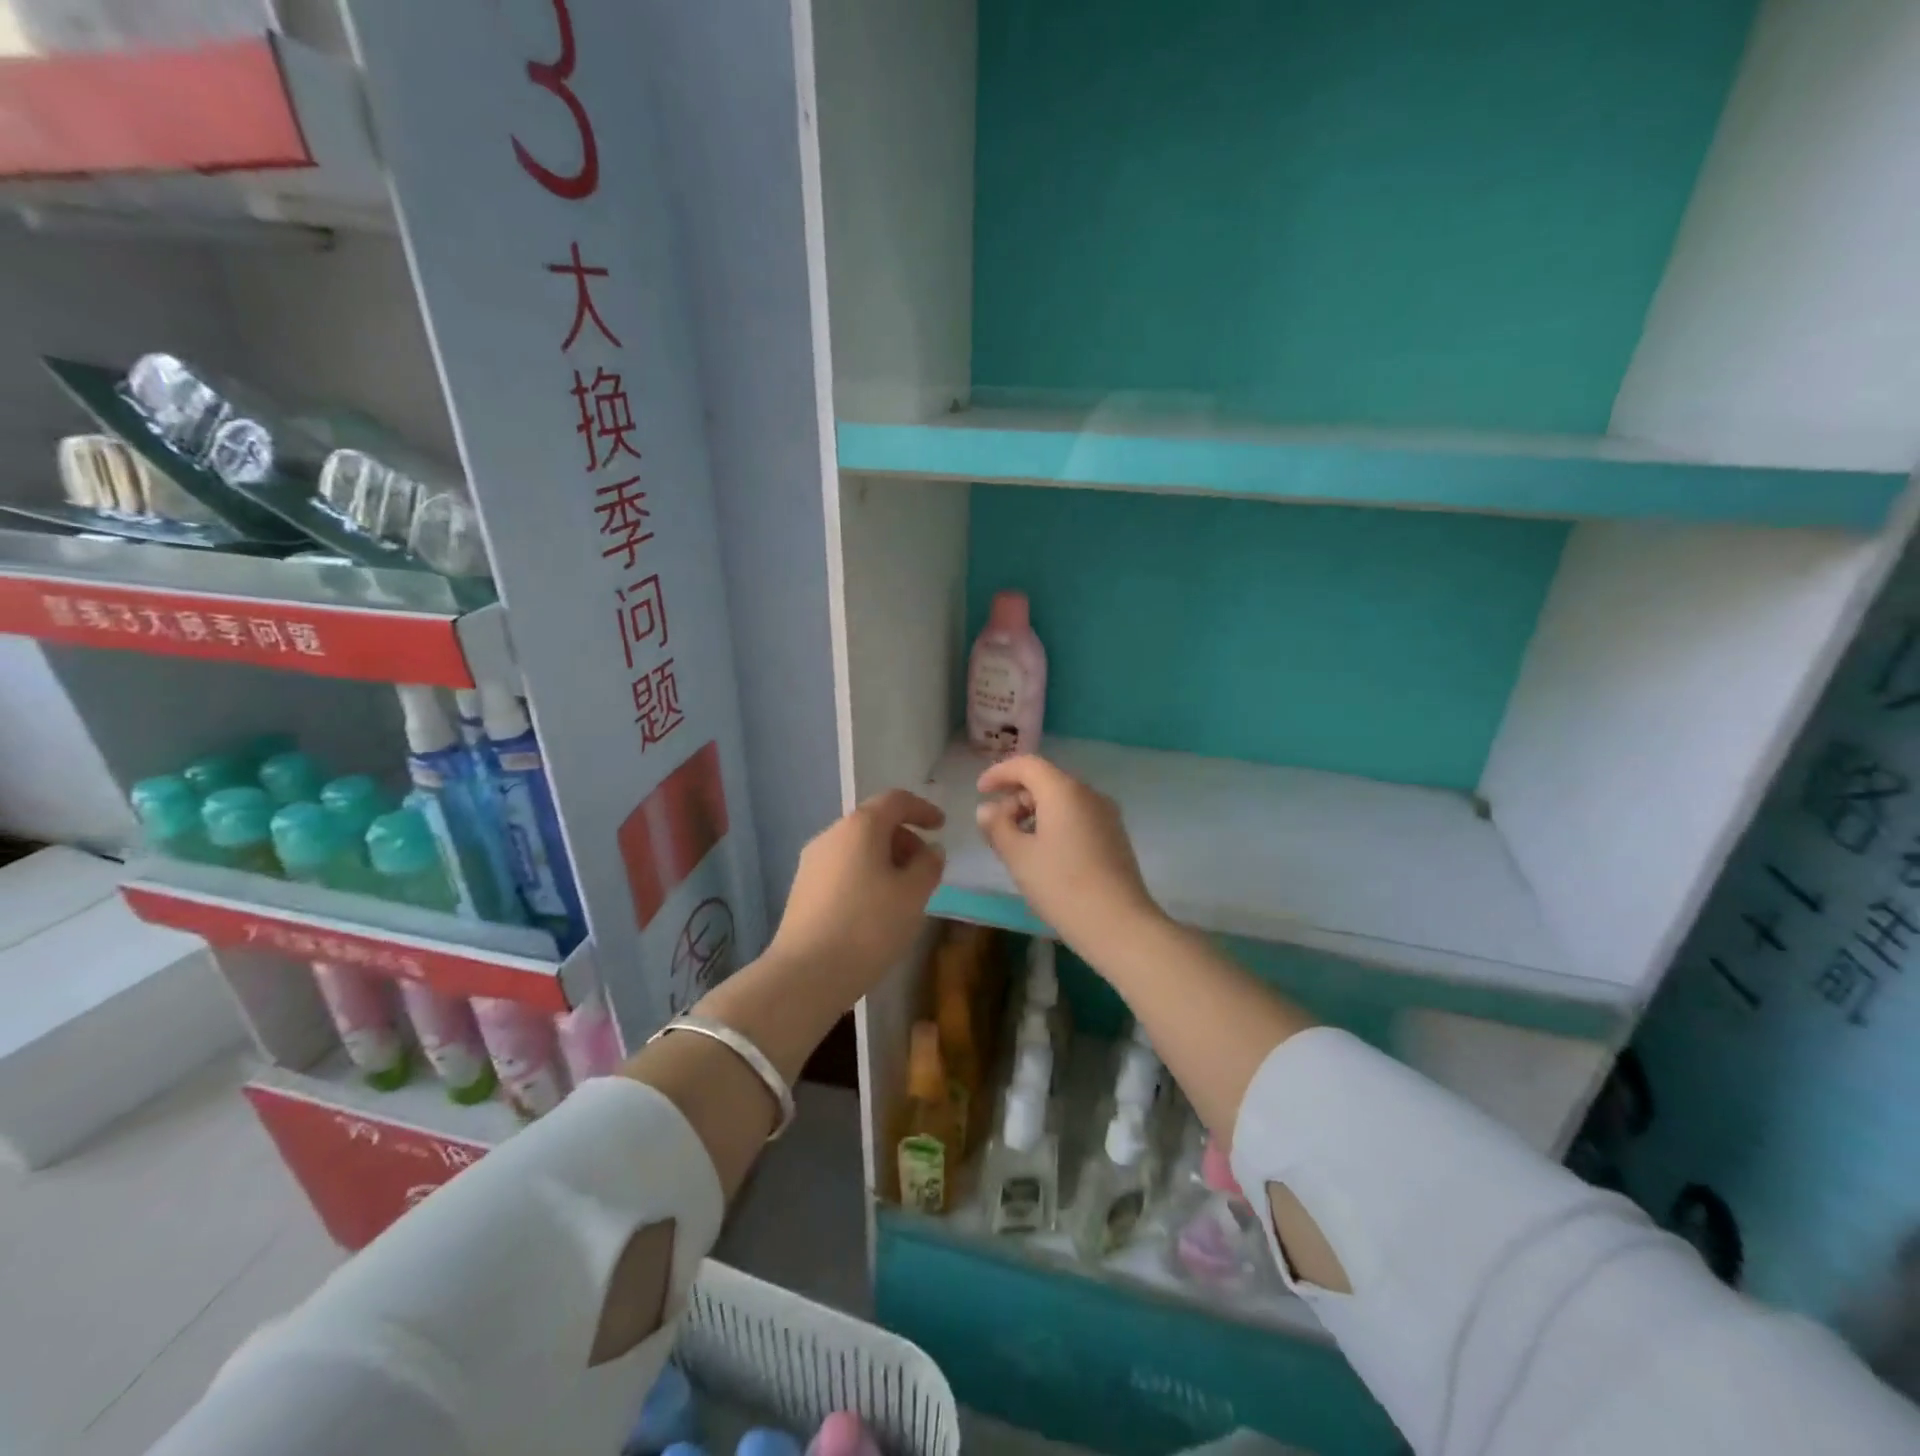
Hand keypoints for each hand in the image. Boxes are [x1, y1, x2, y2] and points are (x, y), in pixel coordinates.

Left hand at [763, 789, 946, 1002]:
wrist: (806, 974)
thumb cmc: (868, 926)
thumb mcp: (913, 895)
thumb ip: (928, 865)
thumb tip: (930, 849)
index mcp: (860, 827)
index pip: (895, 800)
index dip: (922, 809)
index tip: (941, 827)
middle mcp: (831, 835)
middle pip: (874, 823)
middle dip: (904, 839)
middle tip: (925, 870)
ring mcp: (812, 863)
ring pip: (857, 848)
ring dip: (885, 860)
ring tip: (903, 894)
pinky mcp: (802, 889)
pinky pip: (842, 869)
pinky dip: (865, 876)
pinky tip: (875, 910)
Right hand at [975, 755, 1163, 960]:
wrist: (1119, 924)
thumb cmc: (1061, 885)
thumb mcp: (1019, 857)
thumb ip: (997, 827)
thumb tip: (986, 809)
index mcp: (1064, 791)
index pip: (1027, 764)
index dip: (1000, 773)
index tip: (980, 790)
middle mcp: (1088, 794)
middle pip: (1046, 780)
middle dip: (1016, 796)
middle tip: (996, 826)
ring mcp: (1106, 814)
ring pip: (1063, 800)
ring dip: (1035, 812)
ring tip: (1017, 843)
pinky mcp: (1115, 836)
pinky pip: (1078, 816)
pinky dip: (1055, 823)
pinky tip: (1044, 853)